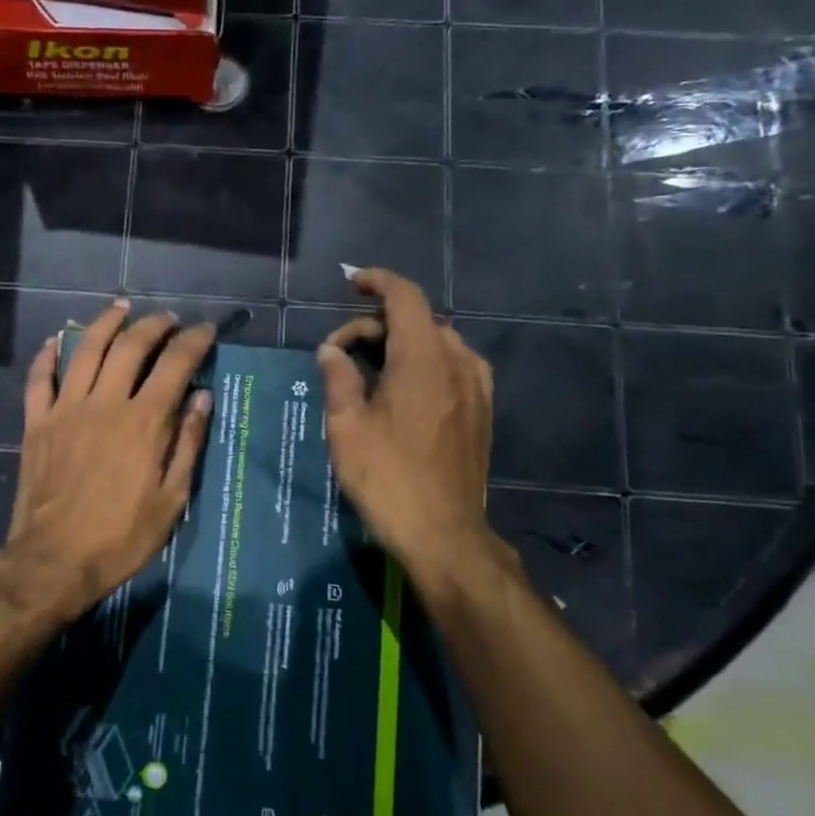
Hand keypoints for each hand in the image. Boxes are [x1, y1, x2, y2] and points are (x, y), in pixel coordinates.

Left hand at [0, 302, 214, 625]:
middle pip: (130, 346)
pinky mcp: (37, 423)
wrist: (55, 560)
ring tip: (121, 308)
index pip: (175, 365)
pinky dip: (48, 355)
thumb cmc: (122, 536)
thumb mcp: (171, 499)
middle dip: (154, 325)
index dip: (193, 341)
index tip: (205, 330)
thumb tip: (203, 397)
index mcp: (144, 422)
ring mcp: (66, 409)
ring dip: (105, 323)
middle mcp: (105, 403)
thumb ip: (188, 444)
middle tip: (168, 319)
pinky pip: (39, 379)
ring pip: (84, 349)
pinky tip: (56, 341)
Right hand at [316, 269, 500, 590]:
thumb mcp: (346, 426)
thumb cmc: (387, 477)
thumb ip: (338, 378)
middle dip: (376, 325)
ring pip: (437, 342)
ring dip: (401, 344)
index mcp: (422, 358)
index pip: (405, 297)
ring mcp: (476, 387)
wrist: (443, 534)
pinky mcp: (482, 411)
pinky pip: (454, 366)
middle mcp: (457, 362)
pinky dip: (425, 362)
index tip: (352, 283)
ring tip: (370, 373)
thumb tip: (331, 352)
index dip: (377, 281)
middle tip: (340, 356)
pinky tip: (404, 390)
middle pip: (417, 320)